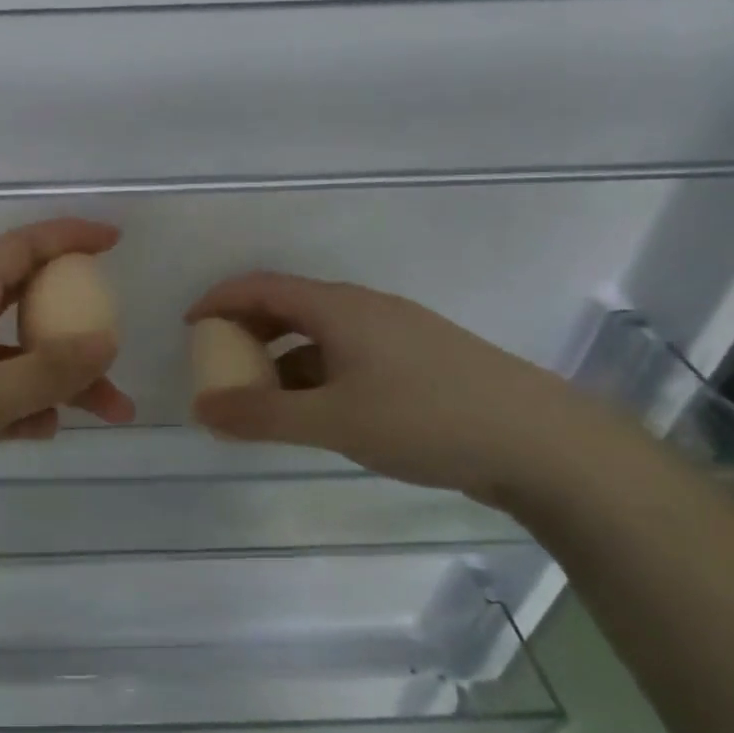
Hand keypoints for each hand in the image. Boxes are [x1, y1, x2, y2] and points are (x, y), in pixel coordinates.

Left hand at [0, 219, 133, 542]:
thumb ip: (45, 370)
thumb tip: (105, 340)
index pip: (20, 249)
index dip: (67, 237)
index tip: (113, 241)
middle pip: (25, 307)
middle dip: (76, 328)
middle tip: (117, 354)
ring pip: (13, 360)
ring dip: (59, 380)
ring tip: (110, 413)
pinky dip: (22, 409)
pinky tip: (45, 431)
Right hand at [186, 273, 646, 509]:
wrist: (544, 445)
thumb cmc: (428, 419)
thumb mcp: (334, 421)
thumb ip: (263, 415)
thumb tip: (202, 408)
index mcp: (339, 308)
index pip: (261, 287)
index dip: (219, 301)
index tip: (189, 327)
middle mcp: (364, 310)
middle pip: (288, 307)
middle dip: (246, 332)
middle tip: (219, 364)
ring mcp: (396, 335)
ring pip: (319, 336)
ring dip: (281, 359)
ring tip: (260, 398)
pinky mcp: (419, 363)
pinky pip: (346, 357)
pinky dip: (315, 376)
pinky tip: (316, 412)